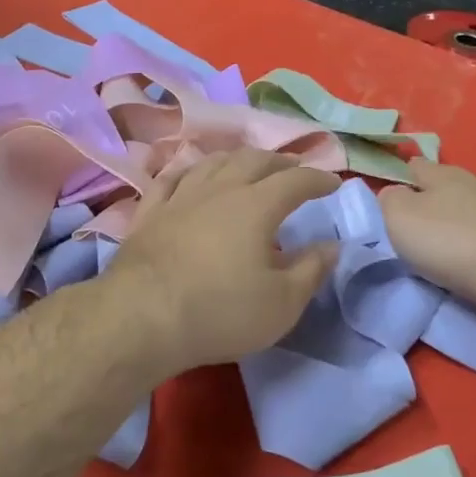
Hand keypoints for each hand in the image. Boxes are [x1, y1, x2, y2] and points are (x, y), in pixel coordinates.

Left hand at [103, 149, 339, 375]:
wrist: (142, 317)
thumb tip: (331, 245)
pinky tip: (189, 175)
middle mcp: (218, 190)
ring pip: (211, 163)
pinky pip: (170, 180)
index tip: (333, 183)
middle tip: (292, 167)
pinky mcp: (148, 214)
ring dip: (235, 159)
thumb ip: (311, 270)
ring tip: (246, 164)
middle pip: (252, 160)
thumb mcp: (282, 302)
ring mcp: (179, 198)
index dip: (318, 180)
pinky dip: (187, 172)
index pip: (295, 181)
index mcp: (257, 205)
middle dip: (278, 161)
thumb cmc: (221, 311)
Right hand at [379, 159, 475, 305]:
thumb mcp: (398, 216)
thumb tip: (394, 192)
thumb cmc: (445, 240)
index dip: (403, 176)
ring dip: (467, 214)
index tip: (394, 194)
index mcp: (444, 175)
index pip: (417, 165)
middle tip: (421, 220)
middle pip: (450, 184)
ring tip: (455, 234)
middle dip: (437, 196)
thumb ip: (390, 199)